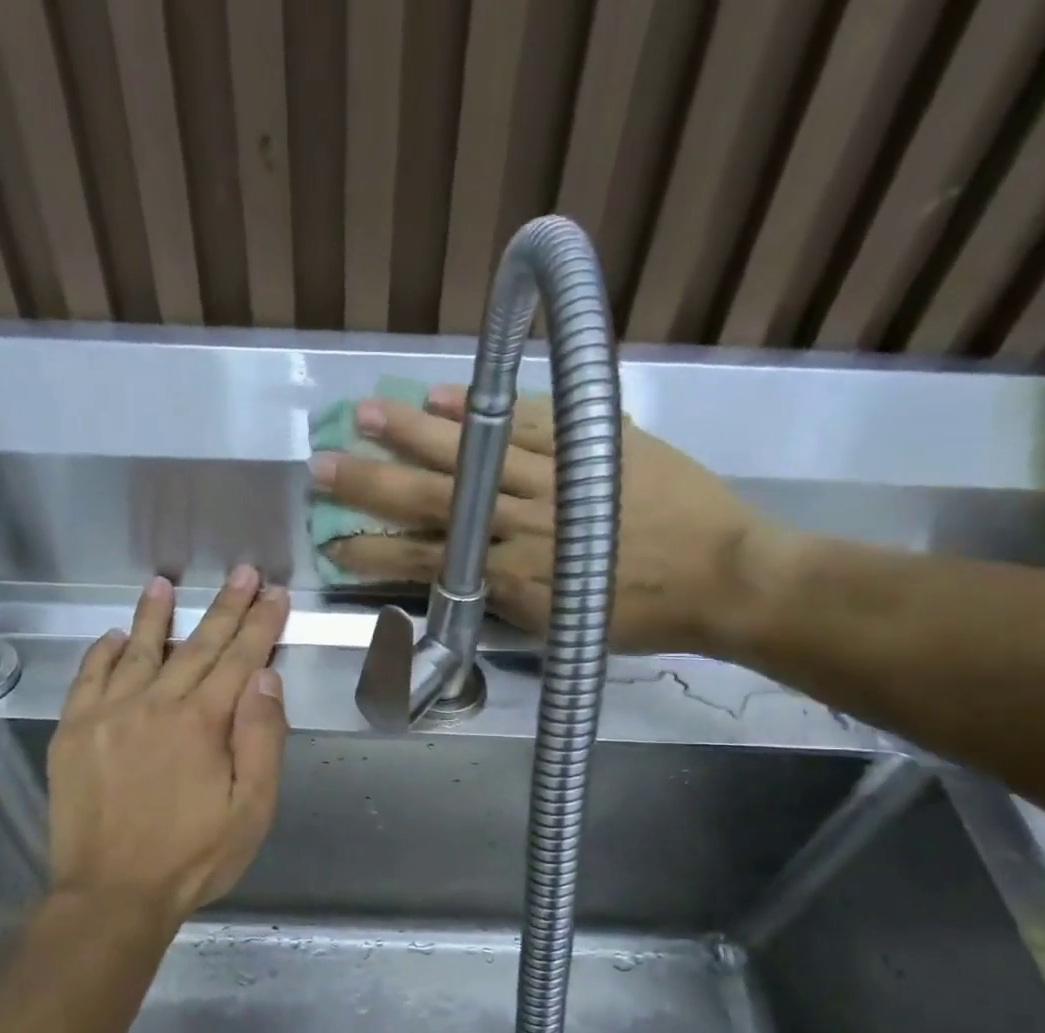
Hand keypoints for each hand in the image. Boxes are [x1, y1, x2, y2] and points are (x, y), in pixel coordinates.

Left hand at [49, 568, 289, 926]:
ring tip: (161, 583)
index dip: (260, 625)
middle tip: (243, 574)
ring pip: (136, 651)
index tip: (274, 595)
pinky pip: (87, 678)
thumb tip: (264, 679)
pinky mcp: (73, 733)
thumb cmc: (193, 857)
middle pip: (196, 646)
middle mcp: (154, 704)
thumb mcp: (252, 810)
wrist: (111, 895)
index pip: (239, 659)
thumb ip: (262, 739)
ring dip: (153, 616)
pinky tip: (110, 637)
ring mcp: (107, 715)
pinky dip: (100, 653)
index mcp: (202, 723)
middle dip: (224, 608)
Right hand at [310, 386, 786, 653]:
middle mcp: (519, 524)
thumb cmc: (640, 616)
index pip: (425, 562)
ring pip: (472, 453)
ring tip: (365, 414)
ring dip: (413, 434)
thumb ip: (507, 600)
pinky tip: (444, 395)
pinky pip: (528, 421)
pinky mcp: (588, 443)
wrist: (723, 579)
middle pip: (431, 500)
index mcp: (511, 577)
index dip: (374, 554)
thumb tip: (463, 578)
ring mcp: (553, 478)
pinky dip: (484, 409)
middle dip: (370, 487)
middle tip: (321, 467)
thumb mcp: (561, 626)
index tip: (332, 546)